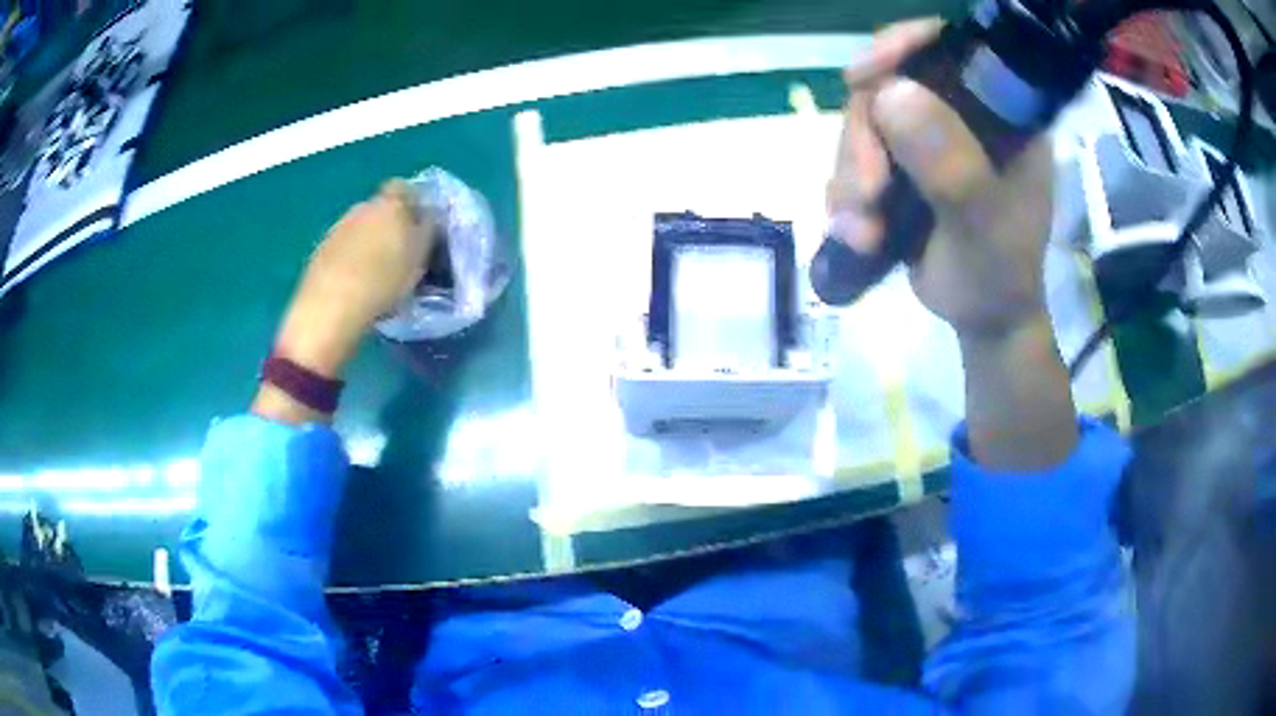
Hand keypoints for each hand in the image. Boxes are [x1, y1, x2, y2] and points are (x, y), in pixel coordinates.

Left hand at [275, 180, 435, 377]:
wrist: (330, 308)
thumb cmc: (383, 280)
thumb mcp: (420, 256)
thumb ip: (426, 230)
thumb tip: (427, 216)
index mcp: (389, 204)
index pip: (404, 188)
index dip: (412, 203)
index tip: (419, 226)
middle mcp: (361, 208)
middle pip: (379, 209)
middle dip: (388, 225)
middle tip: (399, 254)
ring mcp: (336, 229)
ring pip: (359, 229)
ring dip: (367, 245)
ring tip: (375, 275)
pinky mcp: (319, 252)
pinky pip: (341, 249)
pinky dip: (349, 262)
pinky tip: (354, 287)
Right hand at [829, 19, 1075, 470]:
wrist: (983, 320)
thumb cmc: (999, 275)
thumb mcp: (982, 223)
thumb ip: (949, 164)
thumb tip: (890, 94)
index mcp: (1000, 113)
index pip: (950, 49)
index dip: (904, 46)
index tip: (865, 76)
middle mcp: (961, 113)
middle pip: (890, 86)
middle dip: (865, 139)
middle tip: (866, 193)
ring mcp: (928, 138)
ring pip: (864, 126)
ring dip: (850, 178)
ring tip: (863, 232)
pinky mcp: (900, 164)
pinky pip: (853, 158)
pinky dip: (846, 195)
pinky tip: (857, 232)